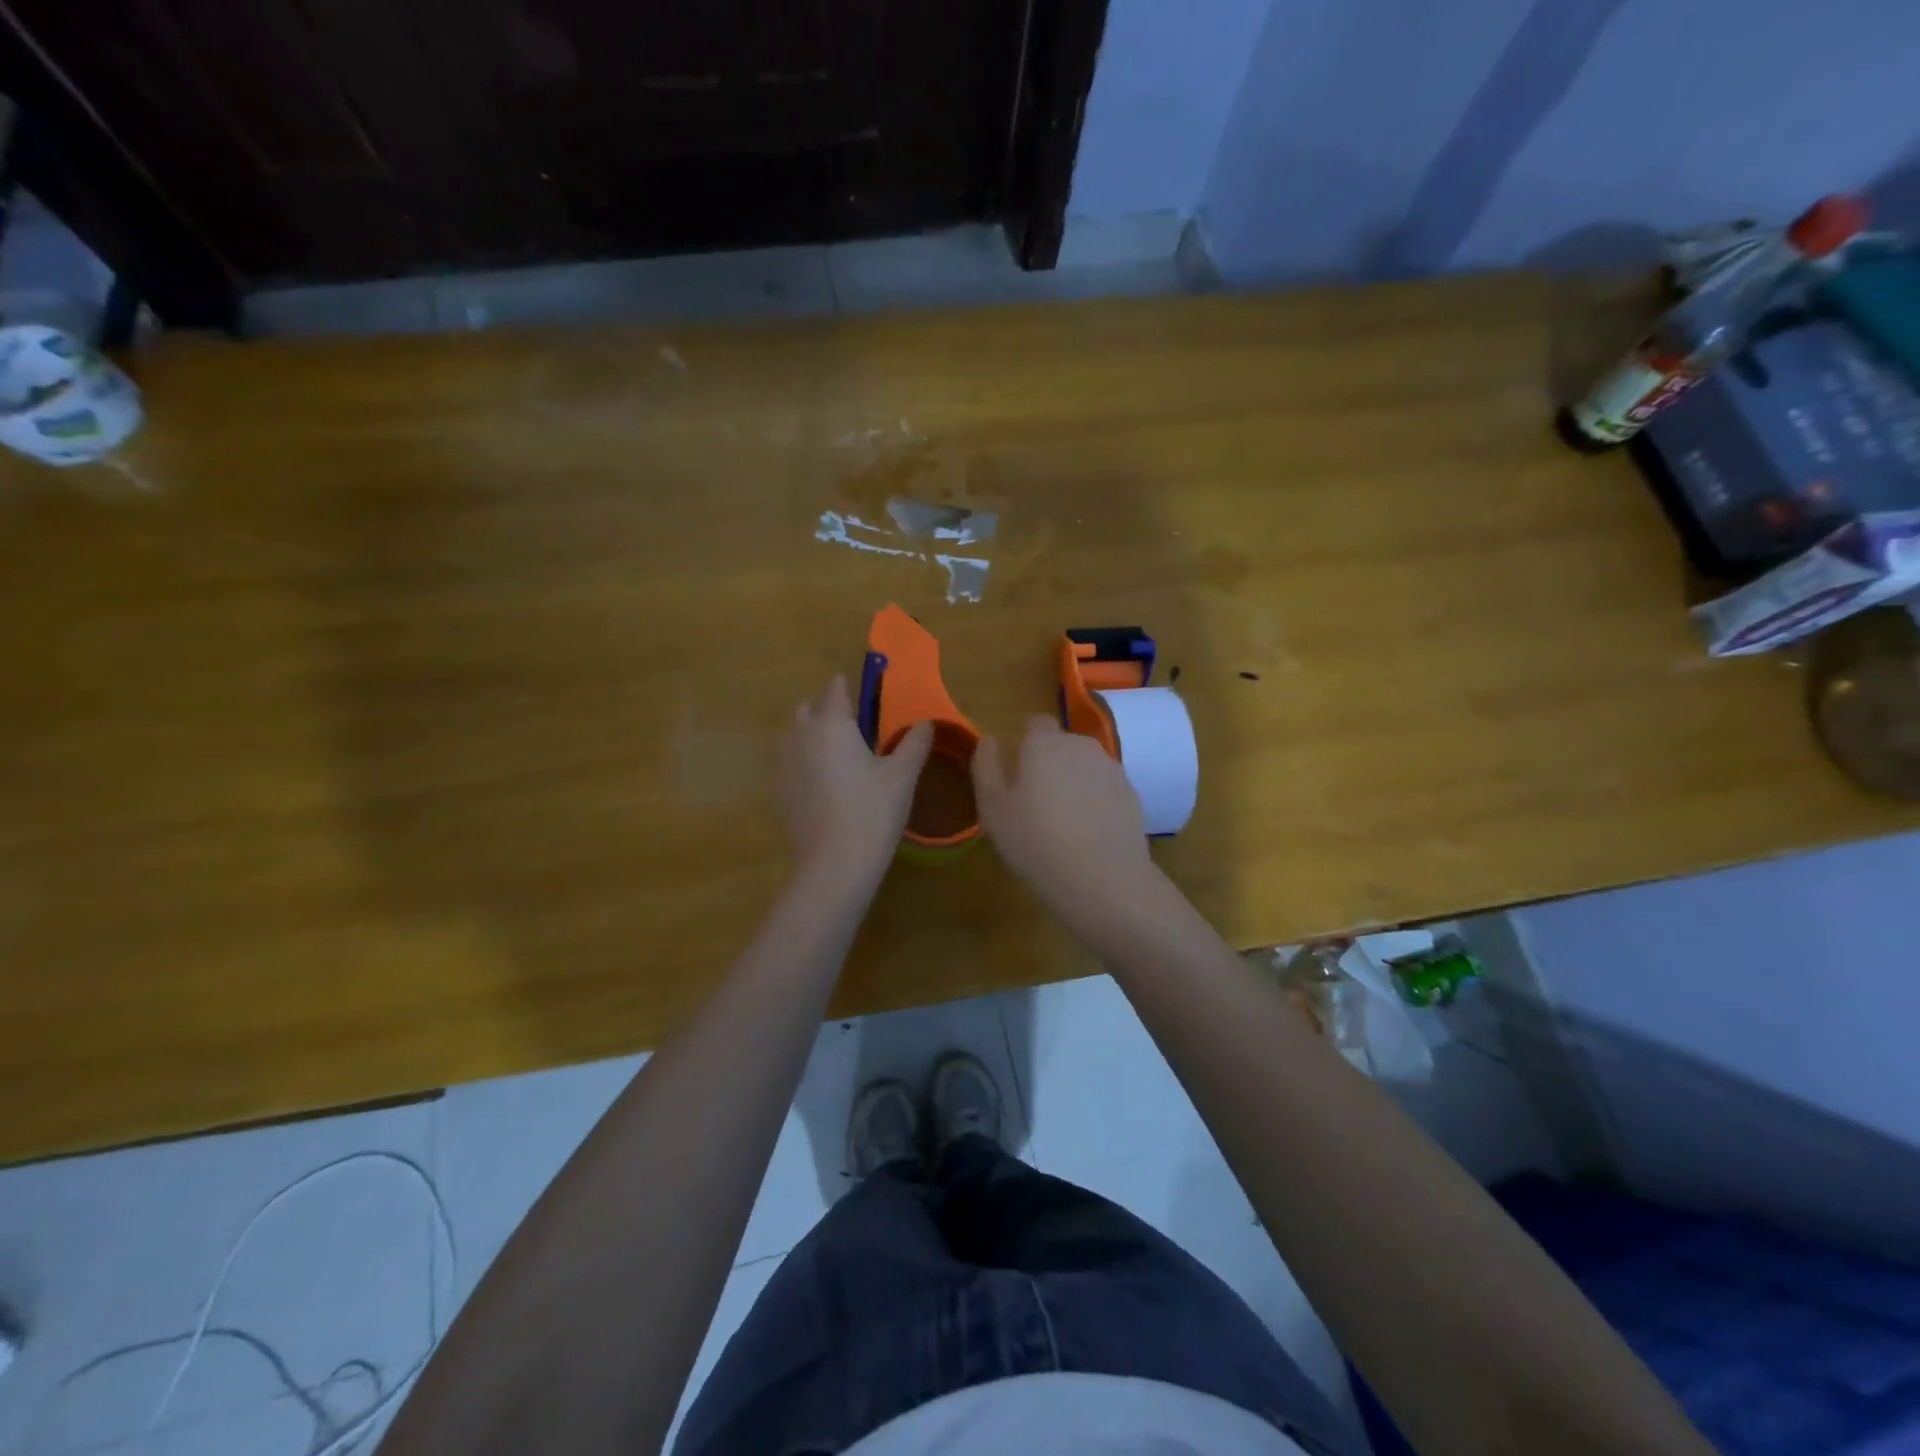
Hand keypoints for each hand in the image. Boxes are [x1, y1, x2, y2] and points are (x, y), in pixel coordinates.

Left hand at [778, 675, 931, 886]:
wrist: (834, 865)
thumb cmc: (873, 812)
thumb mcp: (903, 775)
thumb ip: (914, 743)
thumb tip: (926, 723)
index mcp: (832, 724)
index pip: (835, 689)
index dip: (849, 686)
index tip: (865, 690)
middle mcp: (801, 736)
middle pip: (808, 708)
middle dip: (827, 708)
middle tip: (855, 725)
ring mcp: (784, 765)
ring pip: (795, 735)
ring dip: (812, 733)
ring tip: (840, 753)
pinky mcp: (780, 791)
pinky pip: (790, 762)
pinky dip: (805, 761)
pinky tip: (826, 783)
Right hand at [972, 717, 1157, 924]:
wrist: (1102, 878)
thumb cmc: (1035, 840)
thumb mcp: (993, 808)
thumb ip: (986, 766)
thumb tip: (988, 739)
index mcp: (1044, 743)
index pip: (1036, 723)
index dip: (1026, 743)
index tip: (1018, 773)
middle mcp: (1081, 746)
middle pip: (1063, 745)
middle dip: (1051, 763)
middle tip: (1036, 802)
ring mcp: (1112, 769)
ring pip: (1086, 767)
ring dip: (1075, 782)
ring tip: (1064, 822)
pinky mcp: (1132, 795)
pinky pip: (1106, 789)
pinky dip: (1097, 802)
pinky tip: (1089, 834)